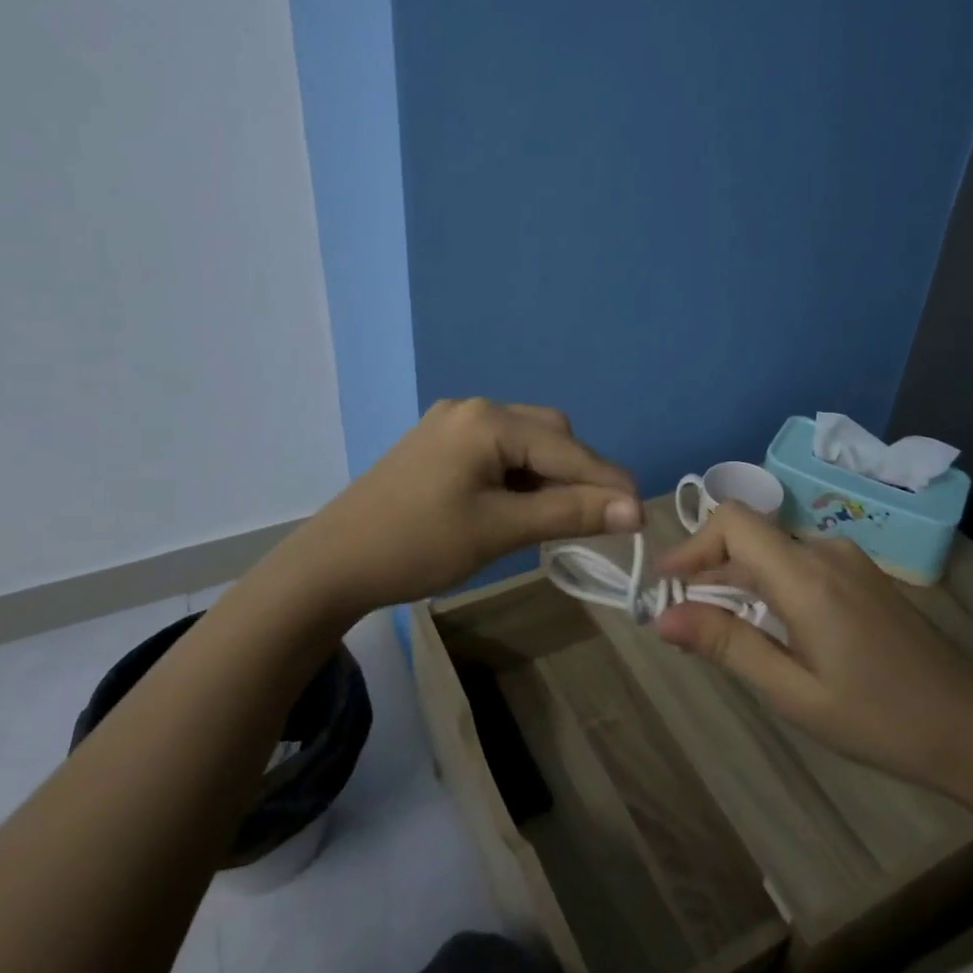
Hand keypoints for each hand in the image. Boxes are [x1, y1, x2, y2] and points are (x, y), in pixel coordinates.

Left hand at [280, 399, 640, 619]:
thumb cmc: (418, 545)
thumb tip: (633, 510)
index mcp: (487, 421)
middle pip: (548, 434)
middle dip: (578, 474)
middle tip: (598, 517)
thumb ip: (568, 513)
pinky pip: (497, 451)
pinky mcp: (437, 445)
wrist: (332, 563)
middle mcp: (472, 409)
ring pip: (524, 442)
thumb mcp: (499, 530)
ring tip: (560, 516)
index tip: (641, 514)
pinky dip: (519, 476)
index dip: (607, 482)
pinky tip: (520, 506)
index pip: (566, 448)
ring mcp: (451, 424)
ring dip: (549, 475)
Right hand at [654, 504, 972, 797]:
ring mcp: (848, 559)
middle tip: (684, 621)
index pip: (733, 521)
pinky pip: (798, 564)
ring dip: (739, 581)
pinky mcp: (861, 573)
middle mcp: (826, 551)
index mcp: (807, 576)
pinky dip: (769, 585)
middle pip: (749, 537)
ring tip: (724, 632)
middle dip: (709, 571)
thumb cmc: (880, 719)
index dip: (692, 544)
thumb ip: (727, 645)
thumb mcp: (793, 692)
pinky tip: (772, 630)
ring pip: (772, 552)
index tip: (666, 585)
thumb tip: (662, 616)